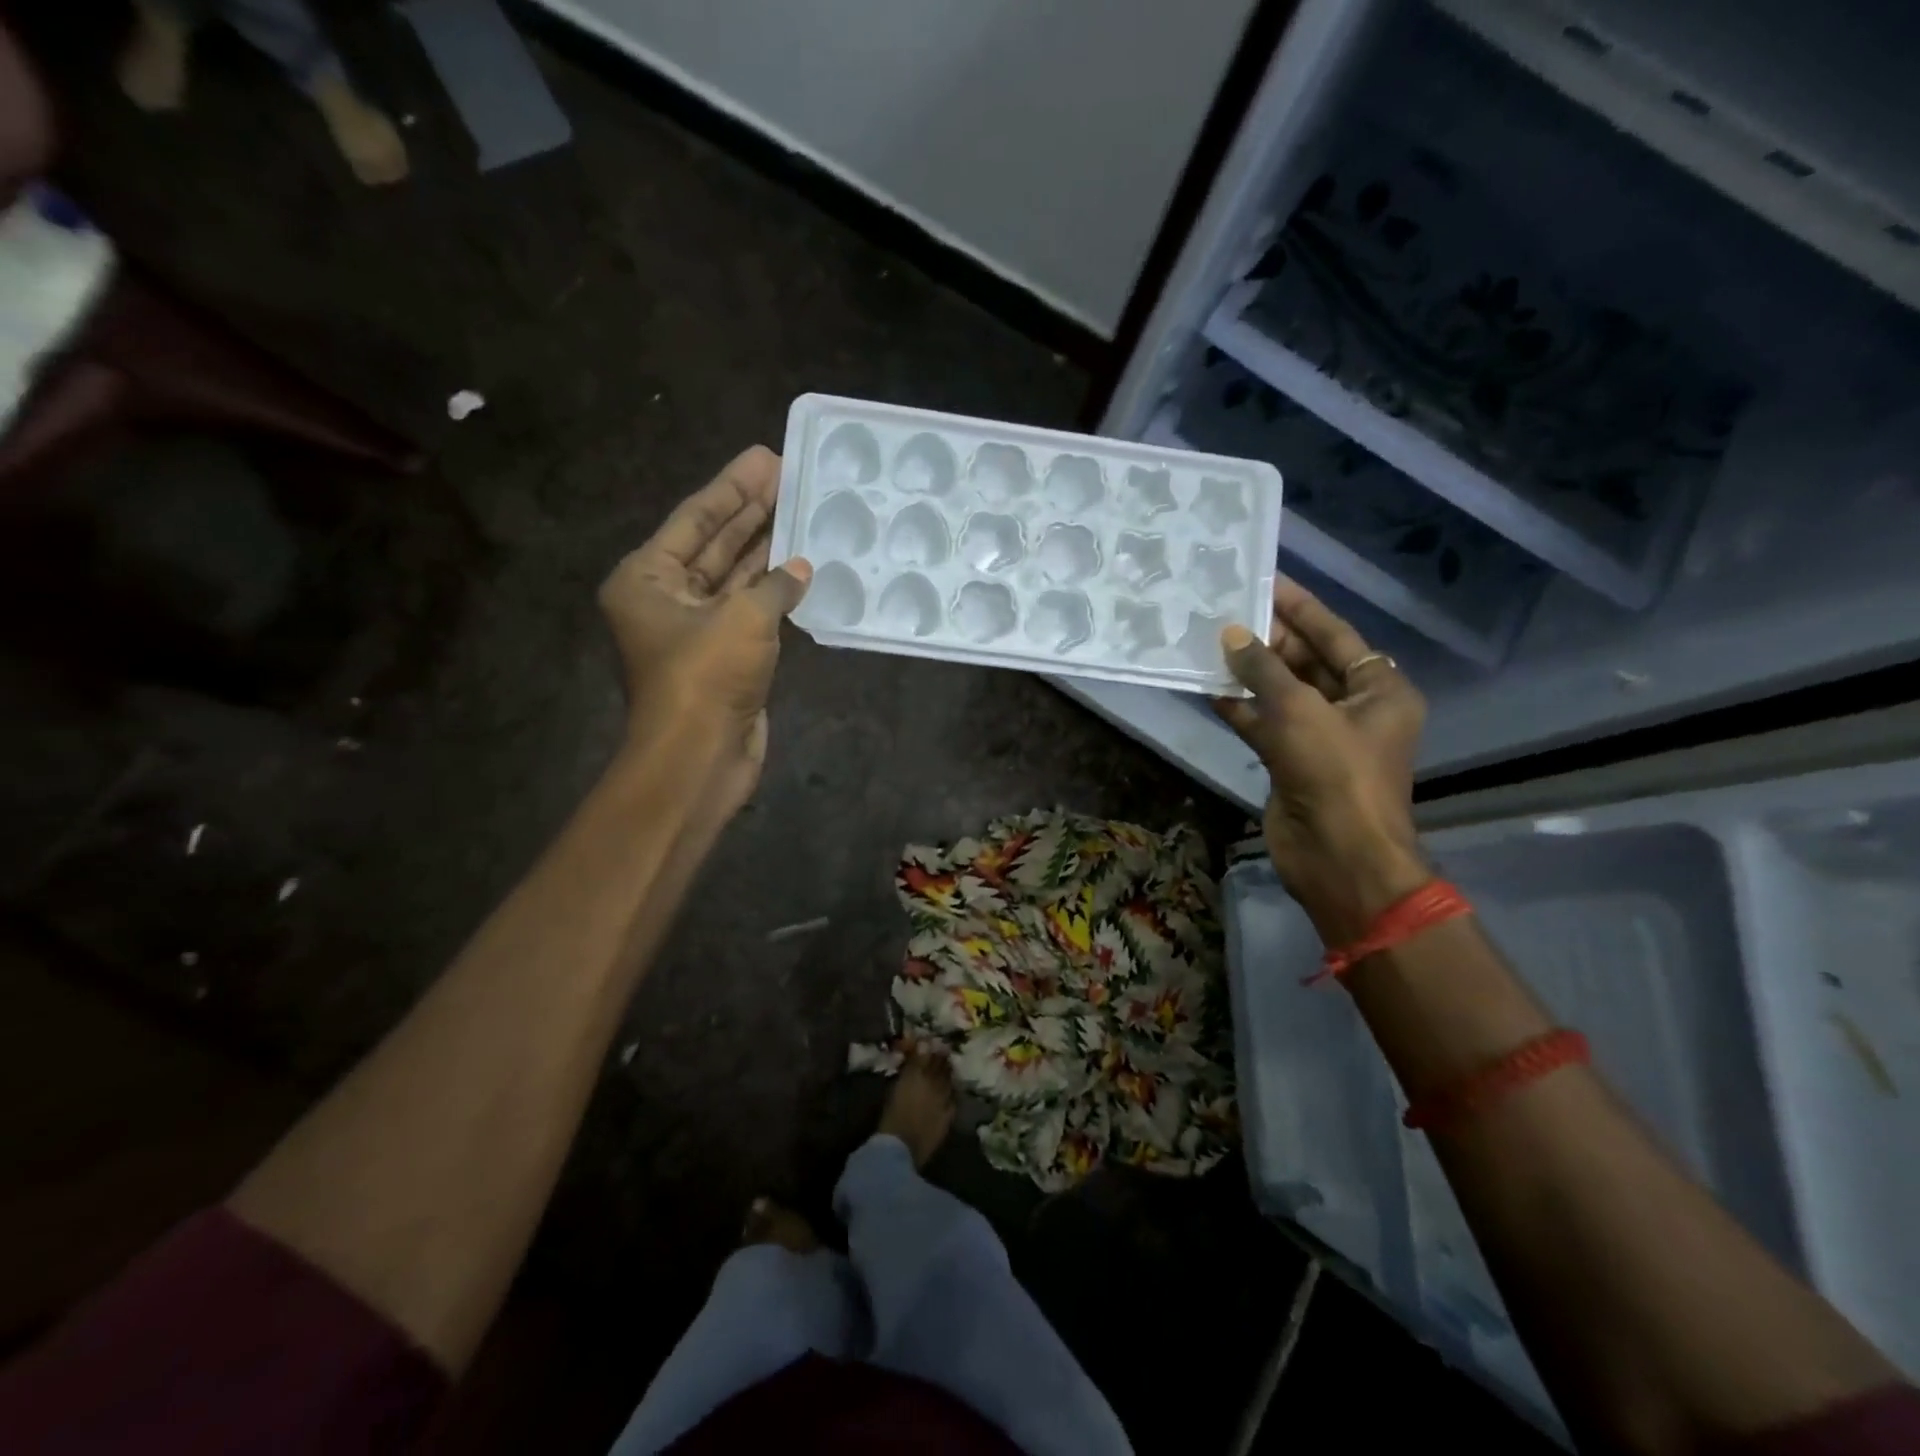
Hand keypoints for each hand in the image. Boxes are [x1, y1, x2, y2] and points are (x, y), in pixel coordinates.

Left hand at [598, 446, 810, 808]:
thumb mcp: (742, 618)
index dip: (733, 488)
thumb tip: (801, 568)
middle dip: (751, 512)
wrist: (699, 758)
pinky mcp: (725, 657)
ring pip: (735, 578)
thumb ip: (774, 584)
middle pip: (713, 544)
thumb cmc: (707, 678)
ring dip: (766, 549)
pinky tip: (801, 568)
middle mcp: (666, 598)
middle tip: (788, 475)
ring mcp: (697, 629)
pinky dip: (774, 591)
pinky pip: (751, 611)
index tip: (765, 458)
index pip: (695, 519)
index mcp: (647, 578)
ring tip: (800, 510)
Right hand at [1213, 581, 1429, 943]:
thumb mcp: (1299, 710)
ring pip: (1281, 693)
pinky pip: (1264, 724)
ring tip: (1210, 642)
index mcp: (1379, 689)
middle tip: (1226, 611)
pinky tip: (1208, 687)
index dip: (1301, 607)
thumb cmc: (1334, 771)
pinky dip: (1239, 708)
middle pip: (1308, 662)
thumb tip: (1229, 633)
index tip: (1267, 580)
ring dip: (1249, 672)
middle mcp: (1354, 709)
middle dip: (1269, 639)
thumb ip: (1263, 668)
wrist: (1337, 855)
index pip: (1337, 635)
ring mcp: (1321, 737)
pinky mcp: (1292, 762)